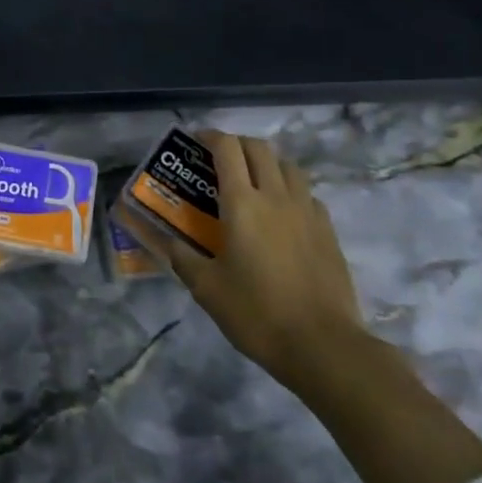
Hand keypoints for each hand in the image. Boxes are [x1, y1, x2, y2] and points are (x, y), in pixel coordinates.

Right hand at [123, 130, 365, 392]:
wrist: (323, 346)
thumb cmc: (256, 313)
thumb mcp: (206, 288)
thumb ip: (179, 255)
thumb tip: (154, 236)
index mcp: (242, 203)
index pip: (227, 148)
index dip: (210, 136)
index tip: (196, 141)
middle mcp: (276, 196)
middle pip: (259, 148)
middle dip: (237, 144)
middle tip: (219, 160)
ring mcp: (307, 211)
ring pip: (288, 166)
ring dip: (267, 163)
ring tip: (252, 181)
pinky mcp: (328, 230)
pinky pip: (307, 194)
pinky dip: (290, 190)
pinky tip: (282, 213)